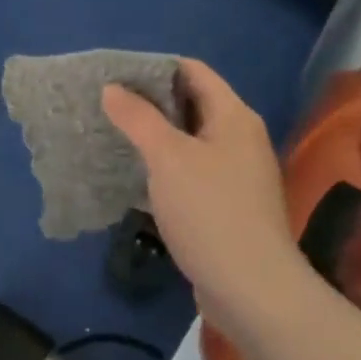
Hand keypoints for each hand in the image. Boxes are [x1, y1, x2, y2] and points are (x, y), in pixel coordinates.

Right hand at [101, 59, 296, 326]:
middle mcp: (240, 138)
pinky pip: (191, 171)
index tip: (116, 75)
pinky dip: (164, 168)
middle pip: (191, 104)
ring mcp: (236, 174)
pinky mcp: (227, 206)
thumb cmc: (210, 211)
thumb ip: (138, 118)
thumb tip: (112, 87)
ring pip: (189, 141)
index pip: (193, 71)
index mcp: (234, 116)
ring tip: (113, 135)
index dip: (155, 67)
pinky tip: (135, 176)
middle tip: (108, 105)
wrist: (252, 291)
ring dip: (155, 137)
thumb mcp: (167, 157)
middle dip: (150, 102)